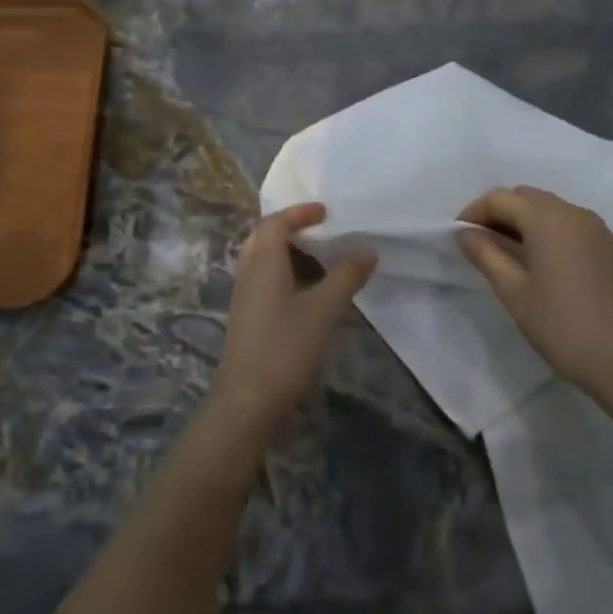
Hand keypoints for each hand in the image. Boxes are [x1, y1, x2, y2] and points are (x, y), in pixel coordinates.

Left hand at [209, 202, 375, 428]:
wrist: (246, 401)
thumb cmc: (285, 348)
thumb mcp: (323, 310)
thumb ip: (346, 277)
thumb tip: (367, 250)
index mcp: (263, 263)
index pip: (276, 223)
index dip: (299, 212)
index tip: (325, 212)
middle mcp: (249, 273)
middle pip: (263, 237)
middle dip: (290, 228)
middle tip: (319, 231)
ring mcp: (245, 297)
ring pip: (262, 259)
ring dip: (288, 252)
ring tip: (320, 260)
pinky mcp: (247, 317)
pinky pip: (264, 279)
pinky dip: (285, 273)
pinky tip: (307, 293)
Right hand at [457, 186, 612, 400]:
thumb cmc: (561, 325)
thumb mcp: (514, 292)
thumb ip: (486, 255)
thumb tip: (464, 233)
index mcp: (548, 219)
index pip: (501, 198)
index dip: (474, 211)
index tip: (458, 235)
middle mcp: (573, 213)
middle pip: (525, 196)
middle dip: (498, 212)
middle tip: (479, 243)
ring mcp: (595, 227)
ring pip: (548, 207)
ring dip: (522, 219)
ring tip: (505, 252)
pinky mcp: (607, 244)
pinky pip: (568, 222)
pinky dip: (546, 229)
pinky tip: (538, 260)